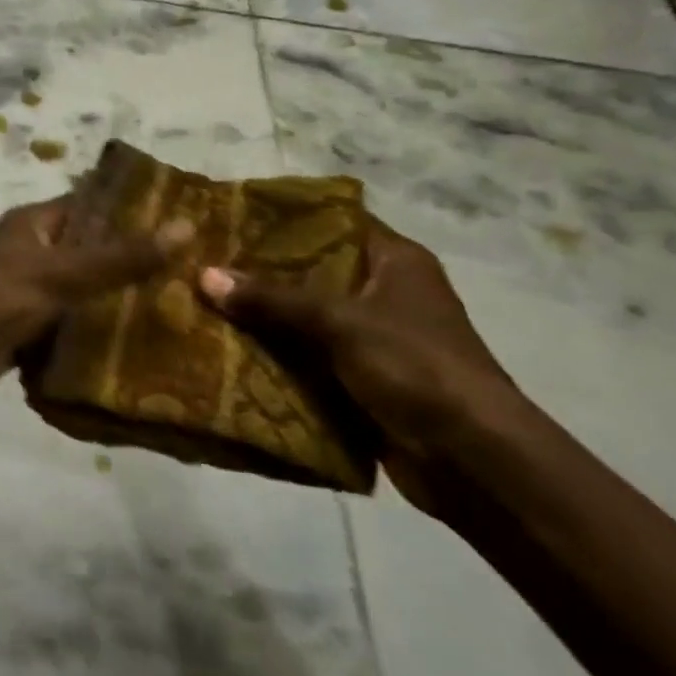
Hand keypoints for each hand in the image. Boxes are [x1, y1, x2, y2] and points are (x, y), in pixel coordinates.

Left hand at [0, 197, 191, 406]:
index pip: (92, 207)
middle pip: (91, 250)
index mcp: (35, 224)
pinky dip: (95, 333)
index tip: (187, 223)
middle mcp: (31, 251)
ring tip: (179, 311)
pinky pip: (69, 325)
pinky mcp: (24, 330)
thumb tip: (186, 226)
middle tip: (193, 274)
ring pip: (82, 291)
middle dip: (134, 261)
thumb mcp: (61, 275)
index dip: (135, 212)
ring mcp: (27, 292)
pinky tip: (138, 348)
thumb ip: (121, 257)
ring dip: (118, 300)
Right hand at [197, 215, 525, 512]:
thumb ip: (273, 299)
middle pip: (311, 271)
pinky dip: (274, 354)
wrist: (472, 460)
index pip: (333, 221)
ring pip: (304, 317)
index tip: (232, 215)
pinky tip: (227, 347)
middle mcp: (384, 292)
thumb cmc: (416, 367)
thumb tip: (204, 275)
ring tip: (203, 301)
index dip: (284, 217)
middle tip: (205, 260)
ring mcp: (372, 338)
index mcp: (395, 262)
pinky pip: (307, 356)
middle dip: (260, 271)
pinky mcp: (360, 378)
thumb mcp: (340, 322)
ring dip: (262, 316)